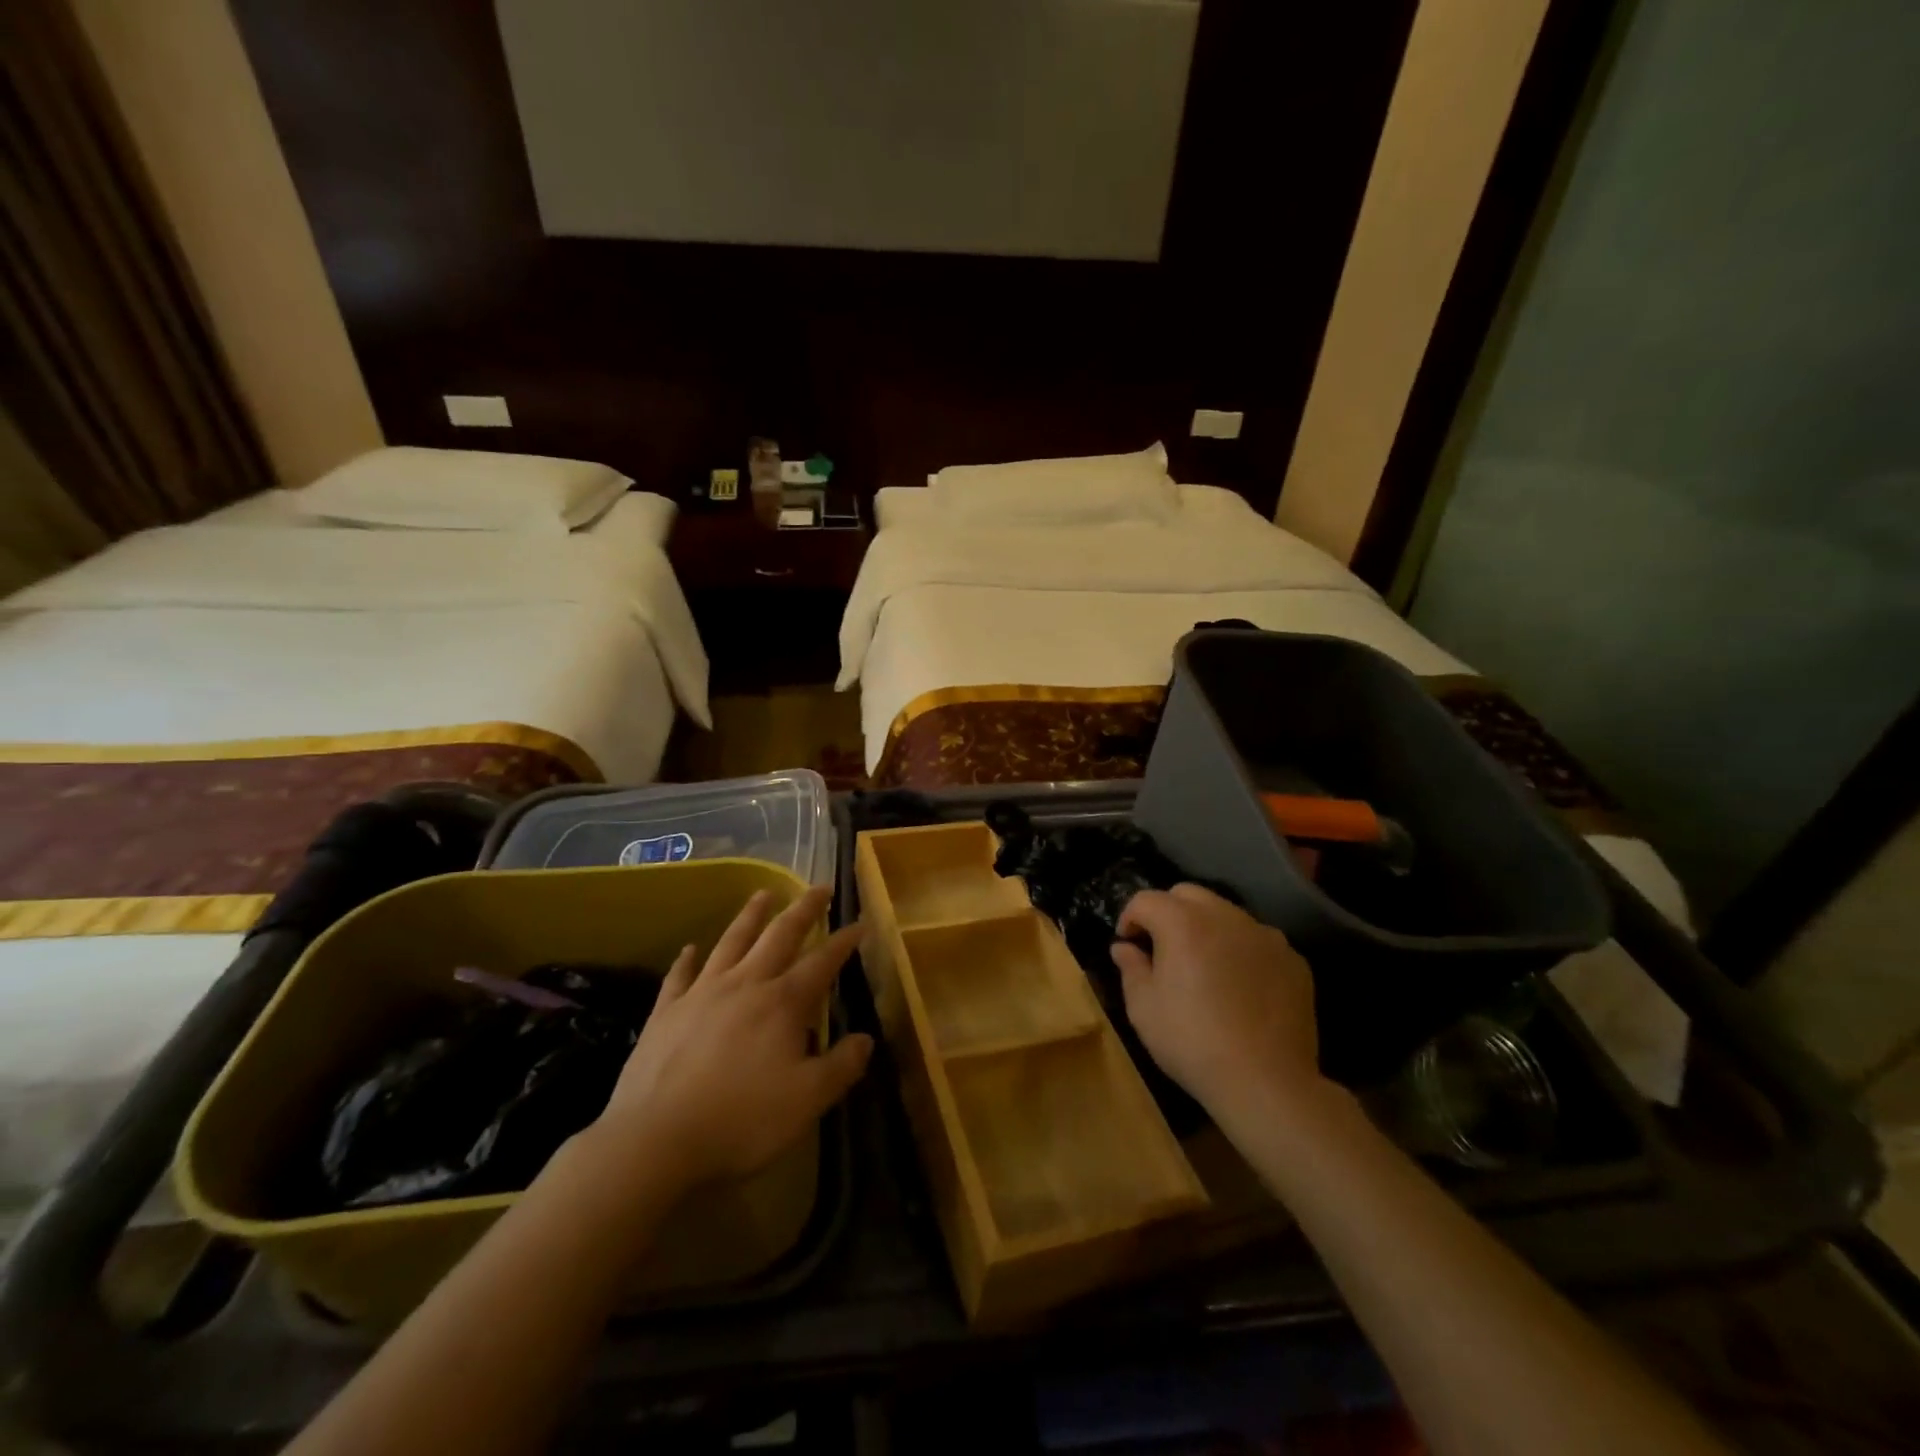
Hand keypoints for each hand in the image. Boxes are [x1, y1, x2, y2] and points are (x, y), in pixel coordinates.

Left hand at [592, 886, 871, 1189]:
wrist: (655, 1140)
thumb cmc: (741, 1120)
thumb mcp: (807, 1100)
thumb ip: (842, 1066)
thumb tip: (866, 1039)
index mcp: (782, 1003)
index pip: (822, 962)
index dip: (844, 942)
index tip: (860, 924)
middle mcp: (745, 984)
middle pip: (779, 935)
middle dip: (803, 909)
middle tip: (818, 887)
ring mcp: (702, 993)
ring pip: (732, 941)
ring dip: (751, 915)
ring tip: (763, 893)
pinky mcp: (666, 1012)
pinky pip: (680, 975)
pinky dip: (687, 959)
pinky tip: (690, 948)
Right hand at [1112, 884, 1323, 1125]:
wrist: (1267, 1083)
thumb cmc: (1193, 1042)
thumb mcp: (1143, 1009)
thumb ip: (1131, 968)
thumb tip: (1124, 948)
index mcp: (1183, 922)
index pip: (1146, 900)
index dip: (1130, 918)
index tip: (1128, 945)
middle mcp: (1225, 916)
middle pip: (1187, 894)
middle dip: (1168, 912)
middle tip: (1162, 949)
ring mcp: (1265, 935)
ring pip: (1226, 914)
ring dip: (1207, 928)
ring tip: (1204, 966)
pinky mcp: (1293, 959)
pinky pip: (1257, 941)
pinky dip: (1241, 951)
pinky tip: (1240, 986)